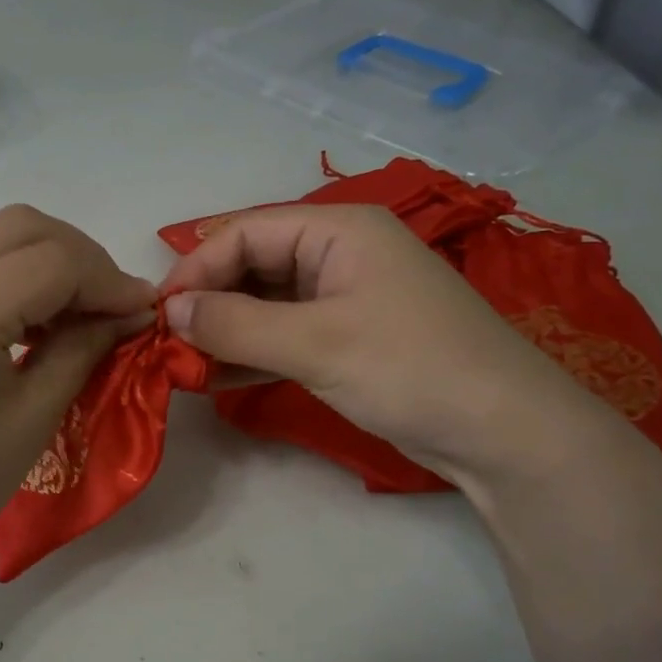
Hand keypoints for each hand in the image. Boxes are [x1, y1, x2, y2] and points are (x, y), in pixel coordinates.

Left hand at [0, 206, 154, 618]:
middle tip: (110, 304)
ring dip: (40, 260)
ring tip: (69, 312)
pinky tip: (18, 317)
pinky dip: (0, 273)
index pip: (53, 261)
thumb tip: (129, 313)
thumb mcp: (31, 420)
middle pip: (19, 225)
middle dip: (79, 256)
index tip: (142, 309)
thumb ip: (83, 350)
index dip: (109, 279)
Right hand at [162, 204, 610, 488]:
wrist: (503, 433)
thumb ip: (236, 325)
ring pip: (266, 304)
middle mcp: (340, 253)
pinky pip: (285, 336)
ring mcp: (346, 298)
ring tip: (182, 365)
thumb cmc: (410, 369)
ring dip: (225, 332)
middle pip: (254, 265)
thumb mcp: (316, 343)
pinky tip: (216, 378)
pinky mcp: (349, 339)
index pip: (246, 232)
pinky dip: (252, 353)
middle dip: (209, 301)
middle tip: (167, 344)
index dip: (197, 268)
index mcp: (338, 229)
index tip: (159, 314)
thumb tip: (171, 312)